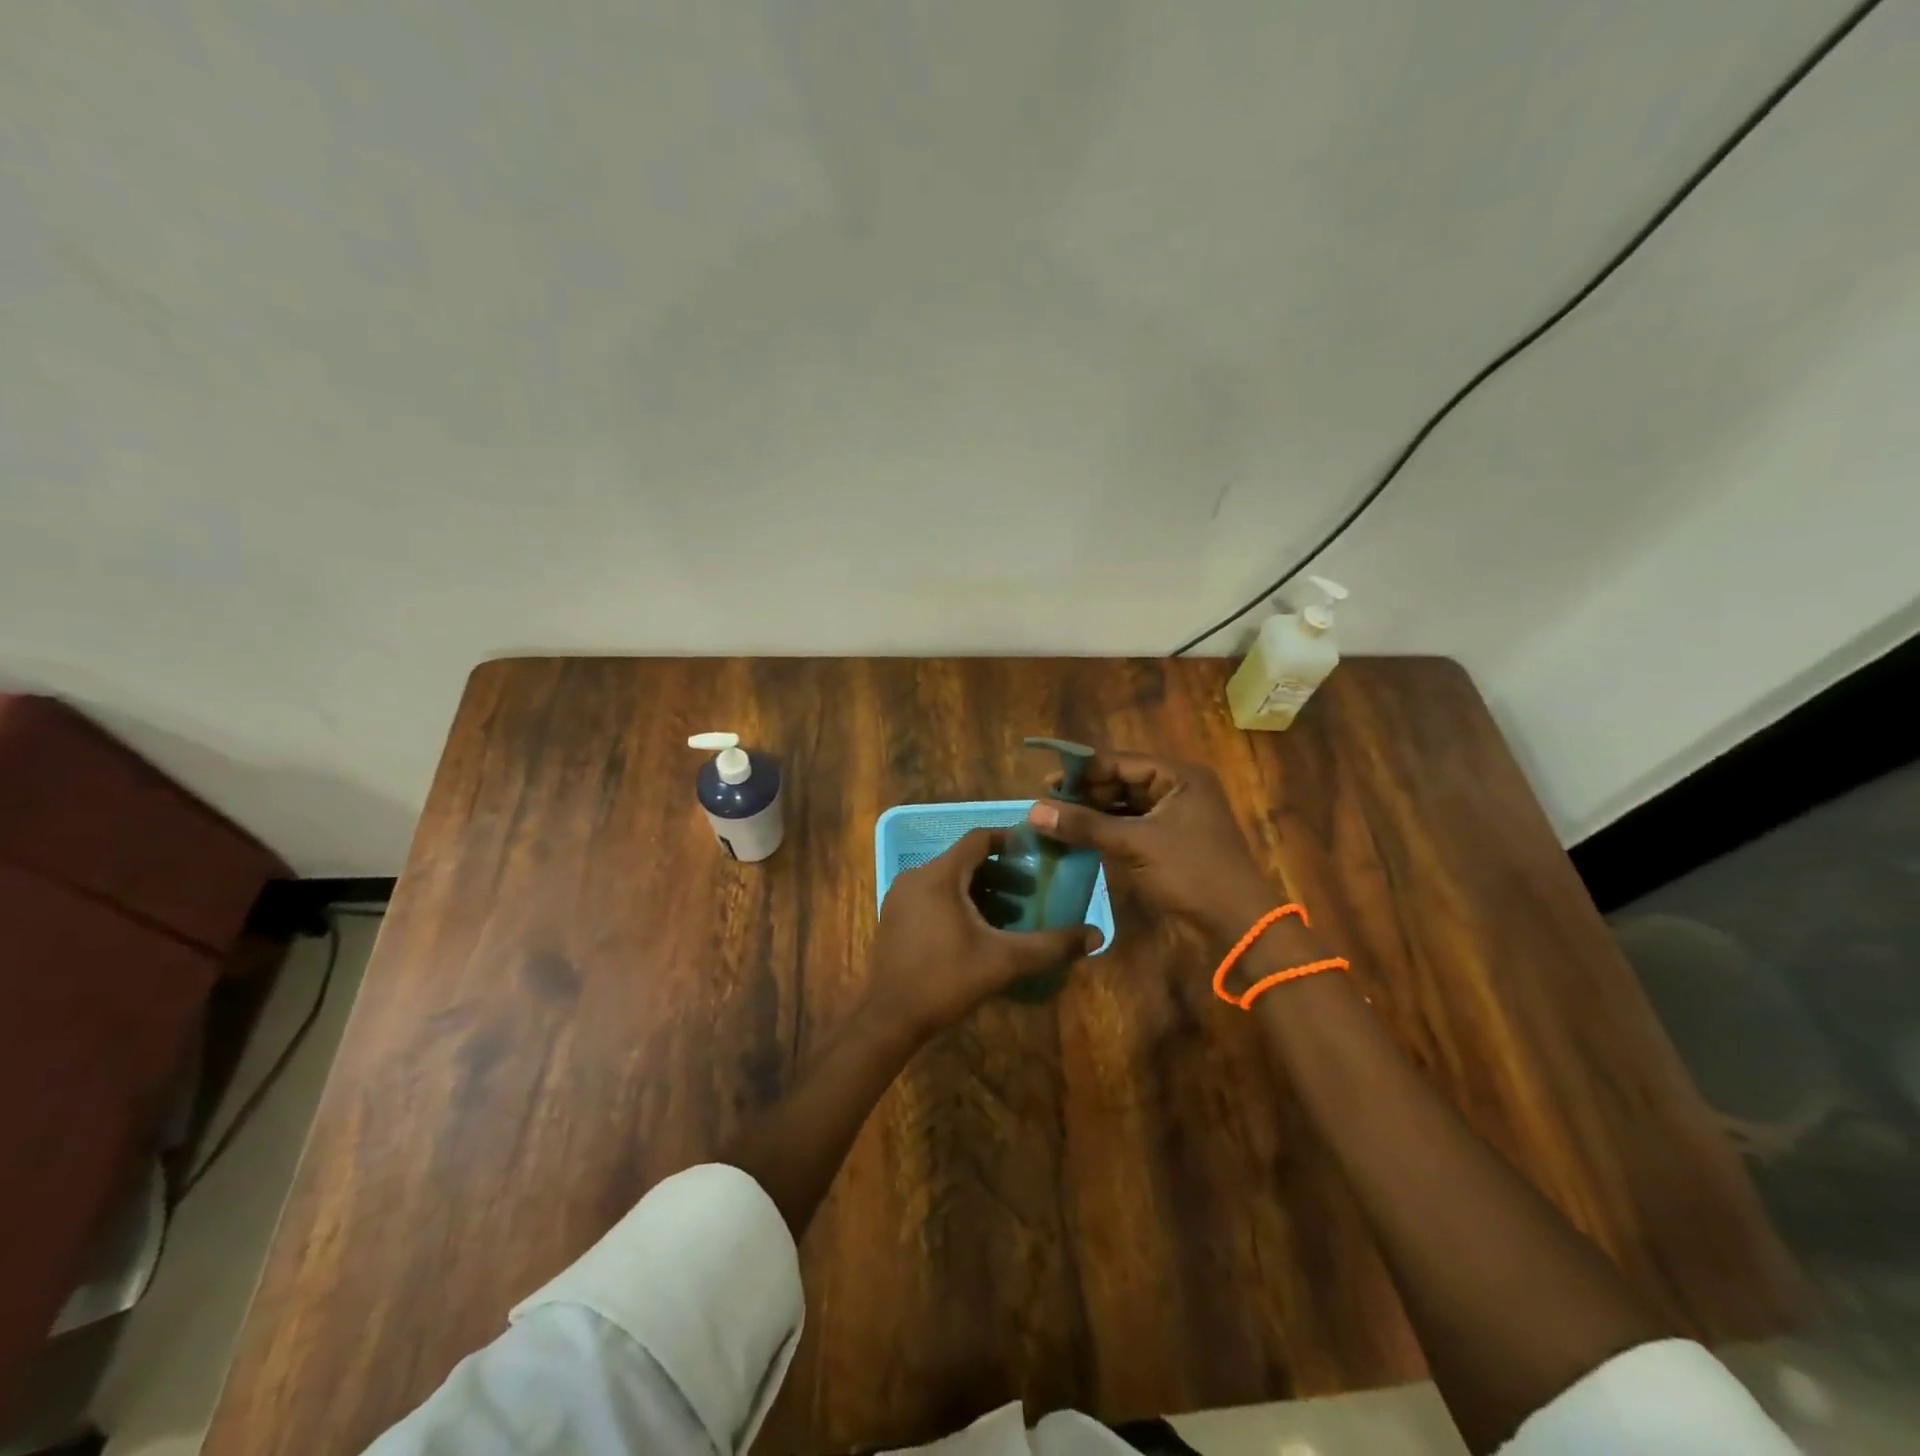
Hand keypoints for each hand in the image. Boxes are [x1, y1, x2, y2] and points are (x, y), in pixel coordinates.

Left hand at [868, 828, 1102, 1037]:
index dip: (1010, 841)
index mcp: (939, 875)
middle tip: (1031, 892)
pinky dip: (959, 904)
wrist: (887, 1019)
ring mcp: (901, 898)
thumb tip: (1096, 936)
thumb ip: (1050, 946)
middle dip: (1001, 873)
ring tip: (1011, 916)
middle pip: (964, 861)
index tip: (1036, 854)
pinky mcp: (895, 919)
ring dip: (981, 891)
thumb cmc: (945, 980)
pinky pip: (933, 897)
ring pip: (949, 881)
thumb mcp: (1003, 961)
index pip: (979, 839)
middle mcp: (916, 877)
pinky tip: (979, 933)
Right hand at [1028, 750, 1279, 952]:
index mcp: (1179, 777)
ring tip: (1057, 819)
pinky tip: (1079, 836)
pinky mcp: (1170, 841)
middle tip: (1047, 803)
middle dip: (1086, 793)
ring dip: (1094, 813)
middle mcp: (1178, 789)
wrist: (1237, 923)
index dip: (1083, 770)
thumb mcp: (1136, 844)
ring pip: (1125, 806)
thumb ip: (1086, 825)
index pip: (1121, 762)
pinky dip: (1107, 830)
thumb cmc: (1191, 872)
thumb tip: (1035, 811)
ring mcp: (1175, 816)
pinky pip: (1131, 826)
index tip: (1046, 781)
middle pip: (1122, 782)